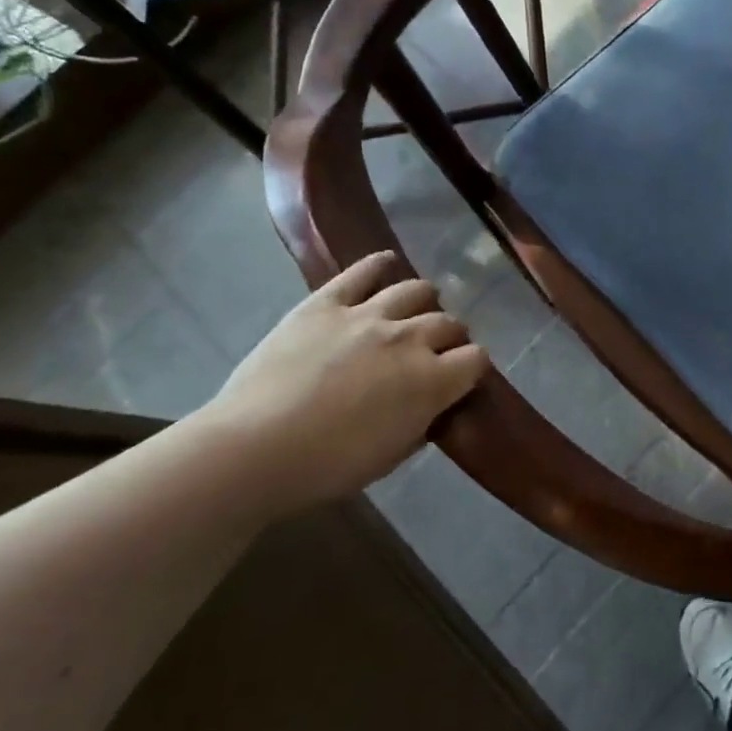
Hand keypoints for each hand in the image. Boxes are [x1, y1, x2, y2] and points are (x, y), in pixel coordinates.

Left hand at [198, 252, 489, 514]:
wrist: (255, 449)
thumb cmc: (328, 466)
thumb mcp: (392, 455)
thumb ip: (422, 422)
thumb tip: (433, 406)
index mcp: (431, 381)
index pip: (476, 359)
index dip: (471, 368)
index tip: (460, 378)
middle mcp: (409, 339)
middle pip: (449, 323)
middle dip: (450, 336)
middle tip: (434, 350)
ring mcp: (367, 316)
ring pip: (416, 291)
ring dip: (424, 301)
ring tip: (416, 309)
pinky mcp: (326, 304)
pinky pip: (362, 272)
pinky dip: (379, 264)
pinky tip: (386, 264)